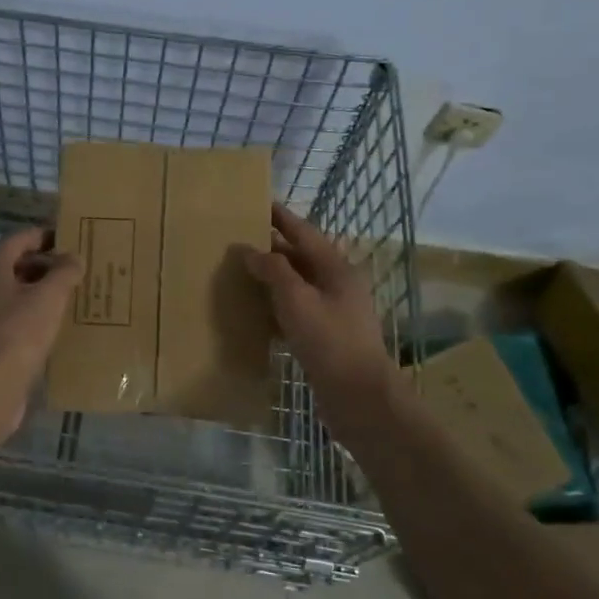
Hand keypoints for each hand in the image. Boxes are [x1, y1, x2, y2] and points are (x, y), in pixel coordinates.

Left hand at [0, 226, 83, 438]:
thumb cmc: (18, 334)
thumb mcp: (49, 298)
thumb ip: (64, 273)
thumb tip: (74, 257)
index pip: (19, 240)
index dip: (44, 235)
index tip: (71, 237)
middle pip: (16, 266)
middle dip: (46, 265)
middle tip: (77, 268)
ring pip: (15, 294)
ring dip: (41, 292)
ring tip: (72, 296)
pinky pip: (14, 319)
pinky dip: (34, 316)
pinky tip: (55, 327)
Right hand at [237, 203, 395, 416]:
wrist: (358, 396)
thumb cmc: (329, 340)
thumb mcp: (296, 299)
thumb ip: (273, 270)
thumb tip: (249, 250)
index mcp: (335, 268)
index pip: (304, 232)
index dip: (281, 217)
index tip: (258, 202)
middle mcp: (337, 285)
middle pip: (301, 258)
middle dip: (272, 247)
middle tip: (239, 239)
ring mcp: (333, 312)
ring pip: (297, 286)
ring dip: (272, 278)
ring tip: (240, 271)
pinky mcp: (325, 337)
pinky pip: (296, 312)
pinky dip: (276, 307)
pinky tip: (255, 311)